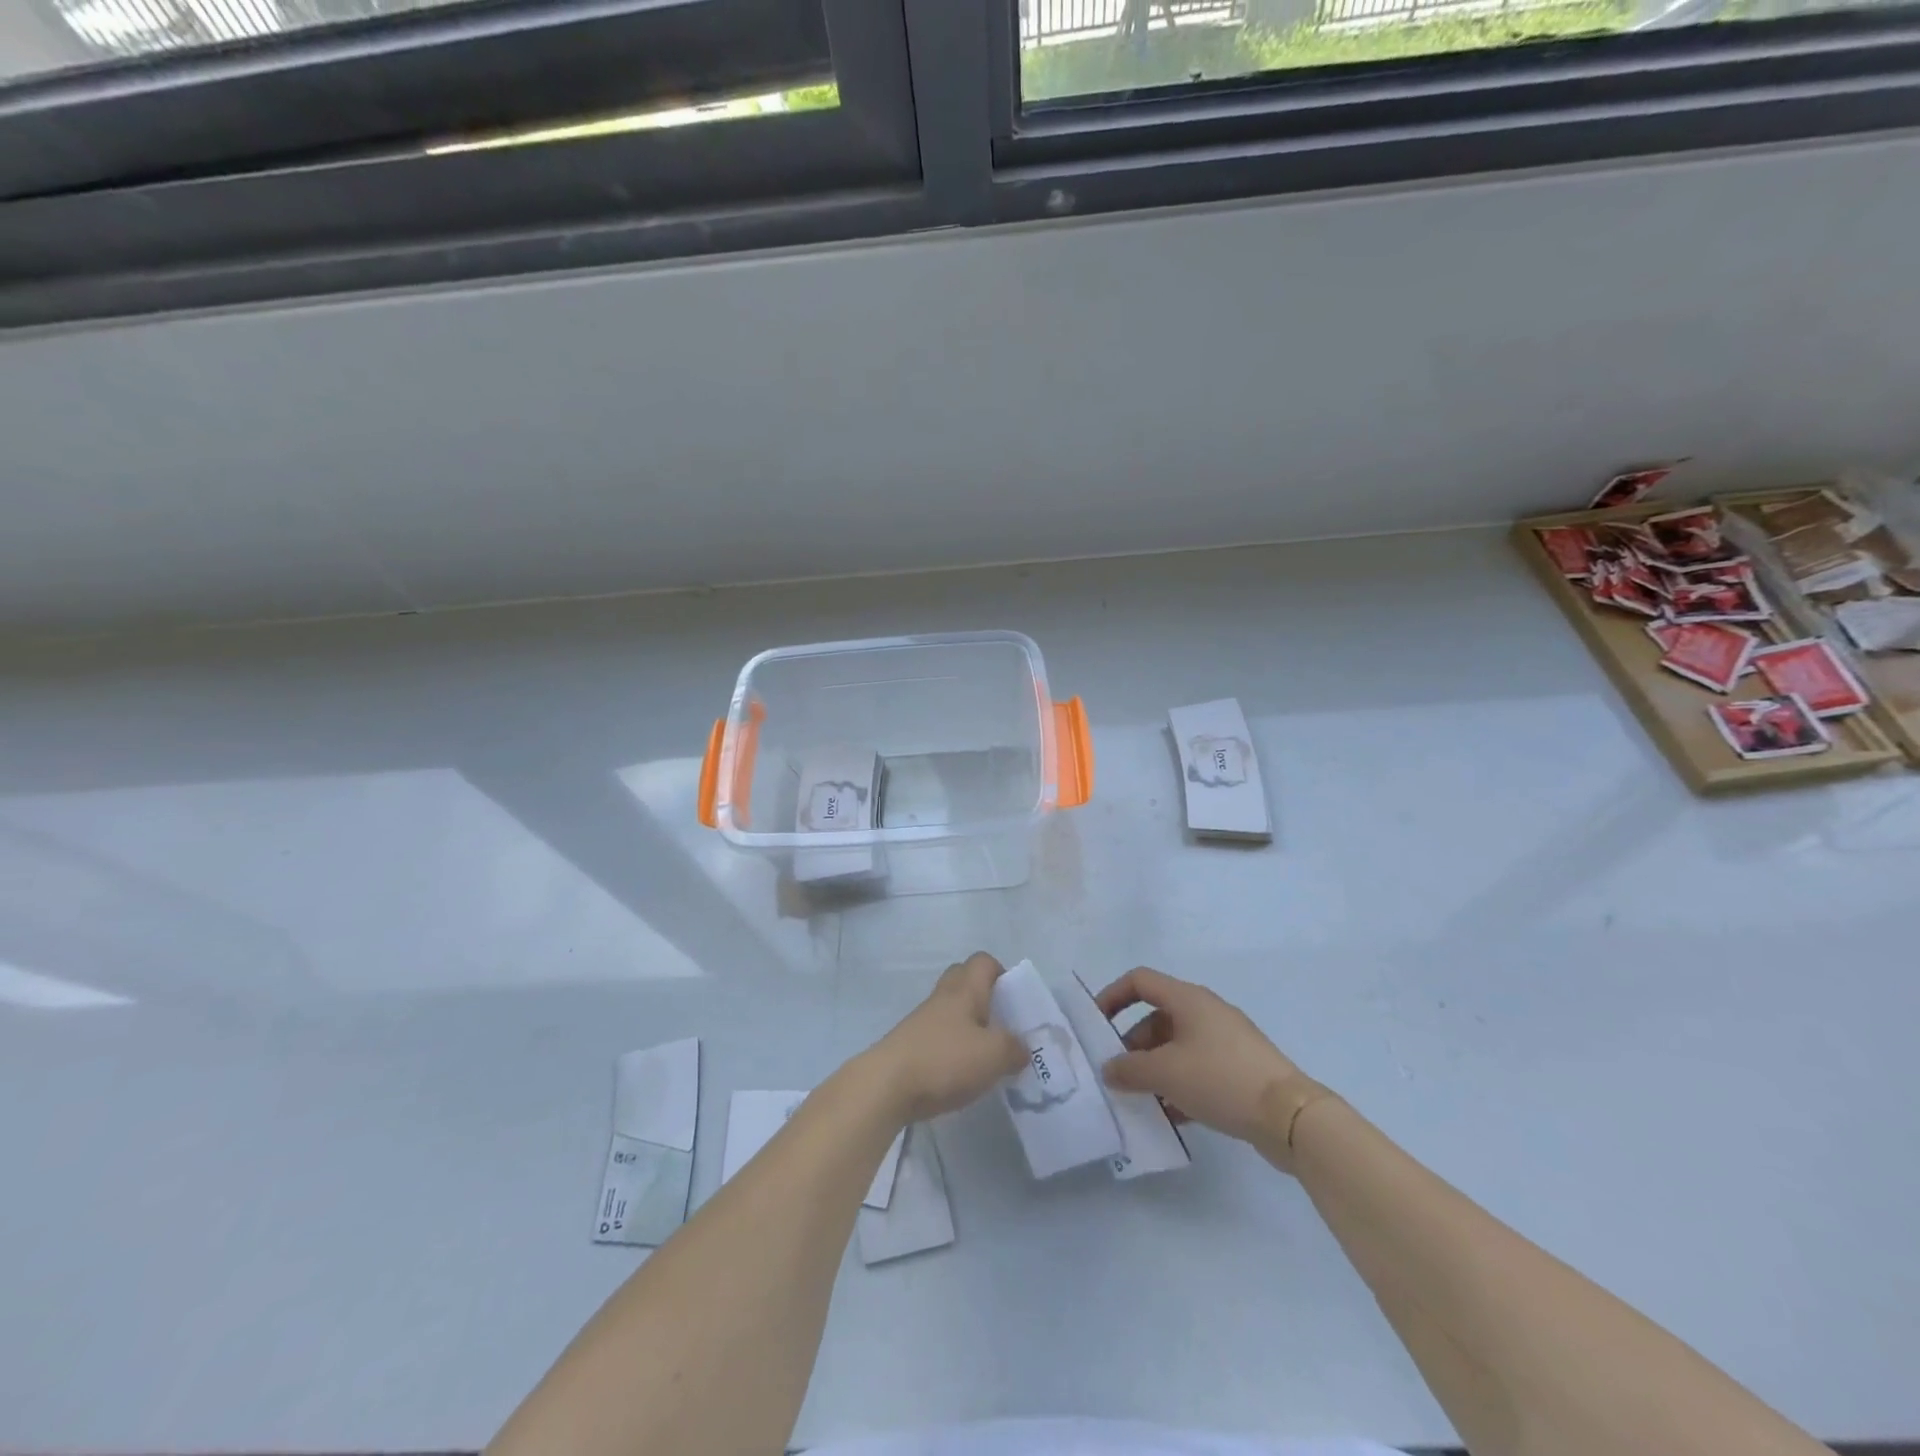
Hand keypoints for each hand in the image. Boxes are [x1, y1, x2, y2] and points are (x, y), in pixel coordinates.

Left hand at [866, 952, 1028, 1123]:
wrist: (885, 1085)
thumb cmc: (944, 1060)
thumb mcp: (993, 1056)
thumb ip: (1014, 1048)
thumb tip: (1021, 1048)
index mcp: (964, 990)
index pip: (983, 961)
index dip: (1002, 973)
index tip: (1015, 1000)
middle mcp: (942, 998)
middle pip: (964, 980)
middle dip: (985, 997)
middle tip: (1002, 1024)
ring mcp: (922, 1021)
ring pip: (951, 1010)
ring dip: (969, 1026)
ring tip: (987, 1056)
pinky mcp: (910, 1046)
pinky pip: (939, 1036)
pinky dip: (953, 1047)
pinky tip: (962, 1074)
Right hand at [1097, 966, 1313, 1148]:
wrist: (1290, 1116)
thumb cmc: (1220, 1079)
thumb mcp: (1166, 1073)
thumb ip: (1129, 1069)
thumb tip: (1109, 1069)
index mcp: (1187, 999)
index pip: (1139, 981)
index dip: (1113, 996)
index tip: (1096, 1026)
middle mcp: (1205, 1011)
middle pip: (1156, 1017)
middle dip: (1132, 1045)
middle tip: (1118, 1075)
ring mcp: (1225, 1040)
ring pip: (1176, 1046)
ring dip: (1154, 1069)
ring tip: (1140, 1100)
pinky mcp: (1239, 1068)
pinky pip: (1197, 1068)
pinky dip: (1178, 1085)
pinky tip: (1170, 1115)